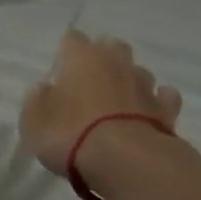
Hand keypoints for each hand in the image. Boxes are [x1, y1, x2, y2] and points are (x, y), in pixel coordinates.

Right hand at [19, 32, 183, 177]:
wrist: (125, 160)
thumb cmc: (70, 135)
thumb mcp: (34, 123)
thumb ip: (36, 102)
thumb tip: (43, 89)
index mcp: (82, 58)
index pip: (72, 39)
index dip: (66, 53)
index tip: (60, 74)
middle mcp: (116, 62)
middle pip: (111, 46)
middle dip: (103, 59)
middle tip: (91, 85)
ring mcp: (145, 84)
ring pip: (138, 71)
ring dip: (129, 82)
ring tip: (118, 105)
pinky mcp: (166, 108)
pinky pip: (163, 97)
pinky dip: (156, 103)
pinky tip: (148, 115)